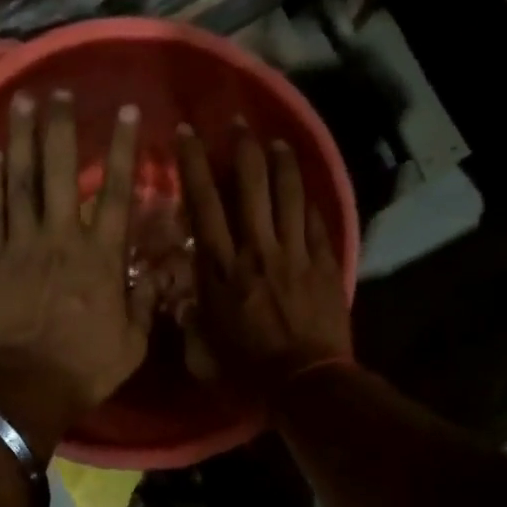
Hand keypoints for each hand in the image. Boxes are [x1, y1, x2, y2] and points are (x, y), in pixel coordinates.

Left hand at [0, 92, 155, 449]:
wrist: (24, 388)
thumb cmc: (85, 368)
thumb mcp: (134, 343)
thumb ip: (145, 303)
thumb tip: (157, 273)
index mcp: (101, 257)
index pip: (116, 192)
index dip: (123, 149)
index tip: (127, 113)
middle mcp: (60, 238)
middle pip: (61, 171)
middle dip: (62, 128)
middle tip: (61, 91)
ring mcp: (19, 245)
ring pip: (21, 180)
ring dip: (23, 138)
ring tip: (23, 101)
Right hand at [176, 122, 351, 395]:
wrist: (306, 384)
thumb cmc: (248, 373)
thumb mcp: (202, 352)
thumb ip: (189, 320)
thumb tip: (182, 300)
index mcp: (220, 270)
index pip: (204, 205)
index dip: (194, 165)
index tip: (188, 134)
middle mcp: (255, 250)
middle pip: (249, 185)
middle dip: (242, 148)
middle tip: (239, 122)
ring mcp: (293, 254)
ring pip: (287, 194)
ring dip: (281, 162)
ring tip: (277, 141)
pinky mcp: (323, 264)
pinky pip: (315, 221)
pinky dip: (308, 200)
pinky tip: (305, 187)